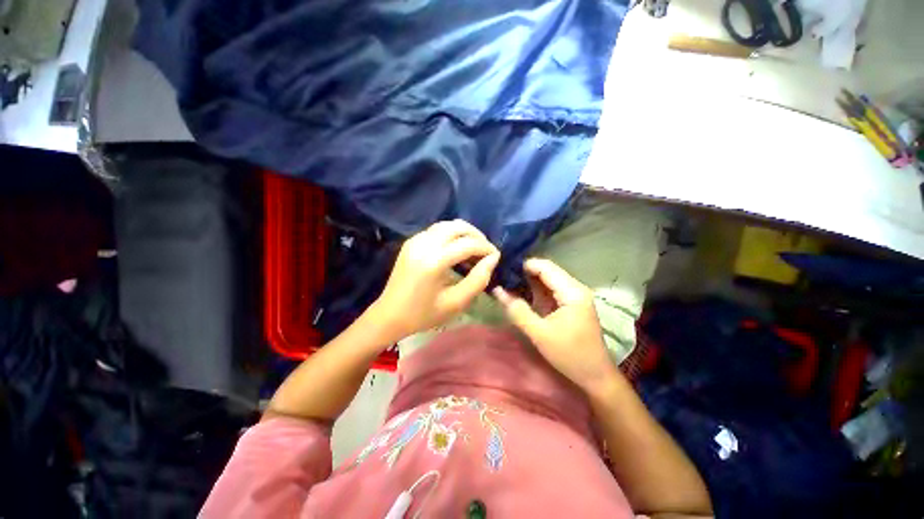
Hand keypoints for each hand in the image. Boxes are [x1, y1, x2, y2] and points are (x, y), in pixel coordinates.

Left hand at [369, 220, 499, 339]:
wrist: (390, 315)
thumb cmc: (424, 314)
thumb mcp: (456, 303)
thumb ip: (478, 280)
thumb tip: (493, 259)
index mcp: (434, 261)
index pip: (468, 244)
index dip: (486, 248)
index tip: (496, 256)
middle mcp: (423, 244)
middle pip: (458, 226)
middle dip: (476, 236)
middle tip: (485, 251)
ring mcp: (415, 241)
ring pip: (446, 225)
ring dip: (463, 233)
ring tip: (473, 249)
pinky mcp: (410, 242)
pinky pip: (436, 230)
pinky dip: (450, 235)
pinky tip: (455, 249)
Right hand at [494, 258, 616, 391]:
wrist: (595, 376)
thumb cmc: (570, 355)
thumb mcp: (539, 333)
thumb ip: (517, 310)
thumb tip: (497, 290)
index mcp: (572, 292)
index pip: (545, 267)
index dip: (523, 265)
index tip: (502, 269)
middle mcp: (575, 288)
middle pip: (546, 271)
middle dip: (523, 272)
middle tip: (501, 276)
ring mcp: (574, 295)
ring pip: (547, 280)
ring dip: (528, 281)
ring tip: (506, 283)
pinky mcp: (570, 304)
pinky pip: (549, 290)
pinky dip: (534, 291)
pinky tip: (519, 293)